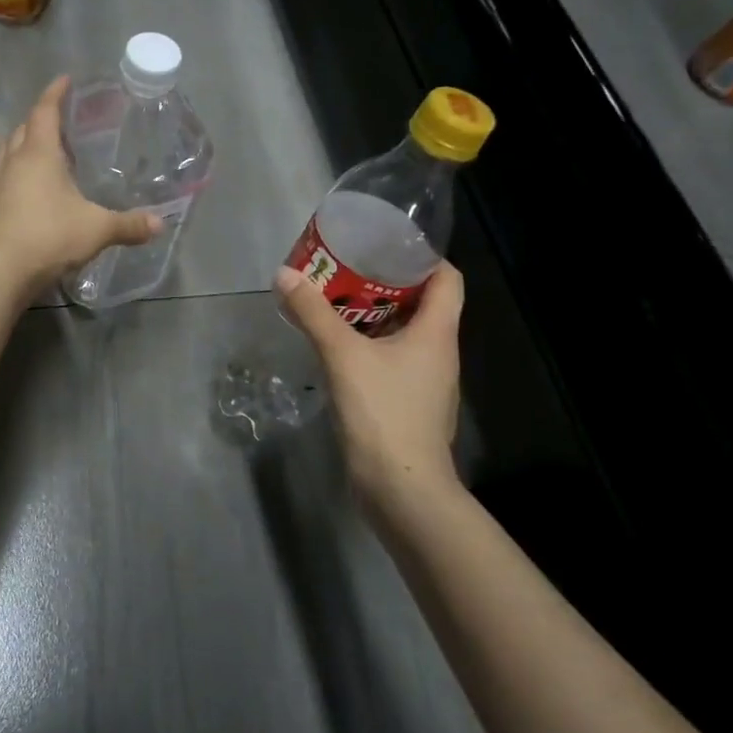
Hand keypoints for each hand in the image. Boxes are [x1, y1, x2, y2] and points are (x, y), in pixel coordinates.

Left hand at [0, 76, 162, 294]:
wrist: (1, 270)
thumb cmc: (51, 236)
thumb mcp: (97, 229)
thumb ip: (129, 225)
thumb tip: (160, 225)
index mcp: (38, 154)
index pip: (44, 111)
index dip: (55, 93)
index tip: (65, 80)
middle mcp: (11, 160)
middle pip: (23, 129)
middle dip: (40, 121)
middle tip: (59, 123)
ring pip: (6, 153)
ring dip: (22, 147)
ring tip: (42, 155)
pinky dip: (12, 176)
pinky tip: (23, 191)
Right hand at [274, 261, 465, 509]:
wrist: (401, 487)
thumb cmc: (384, 412)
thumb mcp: (343, 355)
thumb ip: (313, 313)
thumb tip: (285, 274)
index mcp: (438, 333)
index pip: (447, 279)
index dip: (423, 256)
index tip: (385, 244)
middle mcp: (439, 352)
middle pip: (422, 303)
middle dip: (385, 282)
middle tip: (346, 268)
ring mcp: (425, 381)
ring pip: (404, 333)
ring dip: (373, 315)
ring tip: (334, 300)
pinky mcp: (408, 403)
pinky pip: (392, 359)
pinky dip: (369, 344)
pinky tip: (337, 346)